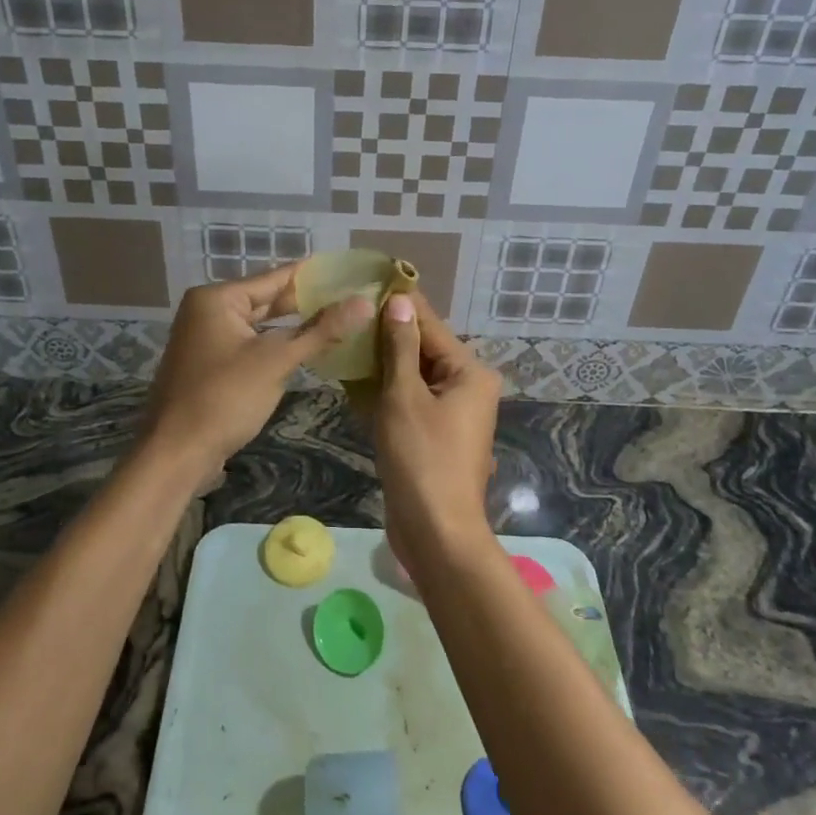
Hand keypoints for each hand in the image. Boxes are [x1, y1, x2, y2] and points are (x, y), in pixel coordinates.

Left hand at [140, 264, 372, 472]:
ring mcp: (206, 339)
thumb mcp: (276, 361)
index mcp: (217, 298)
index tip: (350, 271)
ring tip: (339, 320)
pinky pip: (250, 346)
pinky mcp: (209, 365)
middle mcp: (207, 311)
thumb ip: (321, 330)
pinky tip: (307, 349)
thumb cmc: (224, 398)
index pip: (275, 278)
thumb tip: (364, 302)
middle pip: (266, 300)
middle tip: (352, 298)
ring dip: (294, 327)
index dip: (314, 276)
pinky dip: (276, 347)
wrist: (176, 453)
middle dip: (307, 303)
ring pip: (259, 326)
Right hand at [374, 291, 503, 565]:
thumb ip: (401, 347)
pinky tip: (355, 380)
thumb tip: (401, 301)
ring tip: (346, 340)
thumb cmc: (422, 459)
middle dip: (387, 335)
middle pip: (424, 349)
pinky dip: (387, 392)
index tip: (370, 281)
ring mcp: (452, 413)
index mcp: (470, 373)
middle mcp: (468, 387)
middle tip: (348, 314)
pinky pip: (411, 401)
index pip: (431, 325)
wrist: (435, 532)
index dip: (400, 304)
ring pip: (414, 376)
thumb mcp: (405, 397)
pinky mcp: (435, 435)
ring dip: (383, 363)